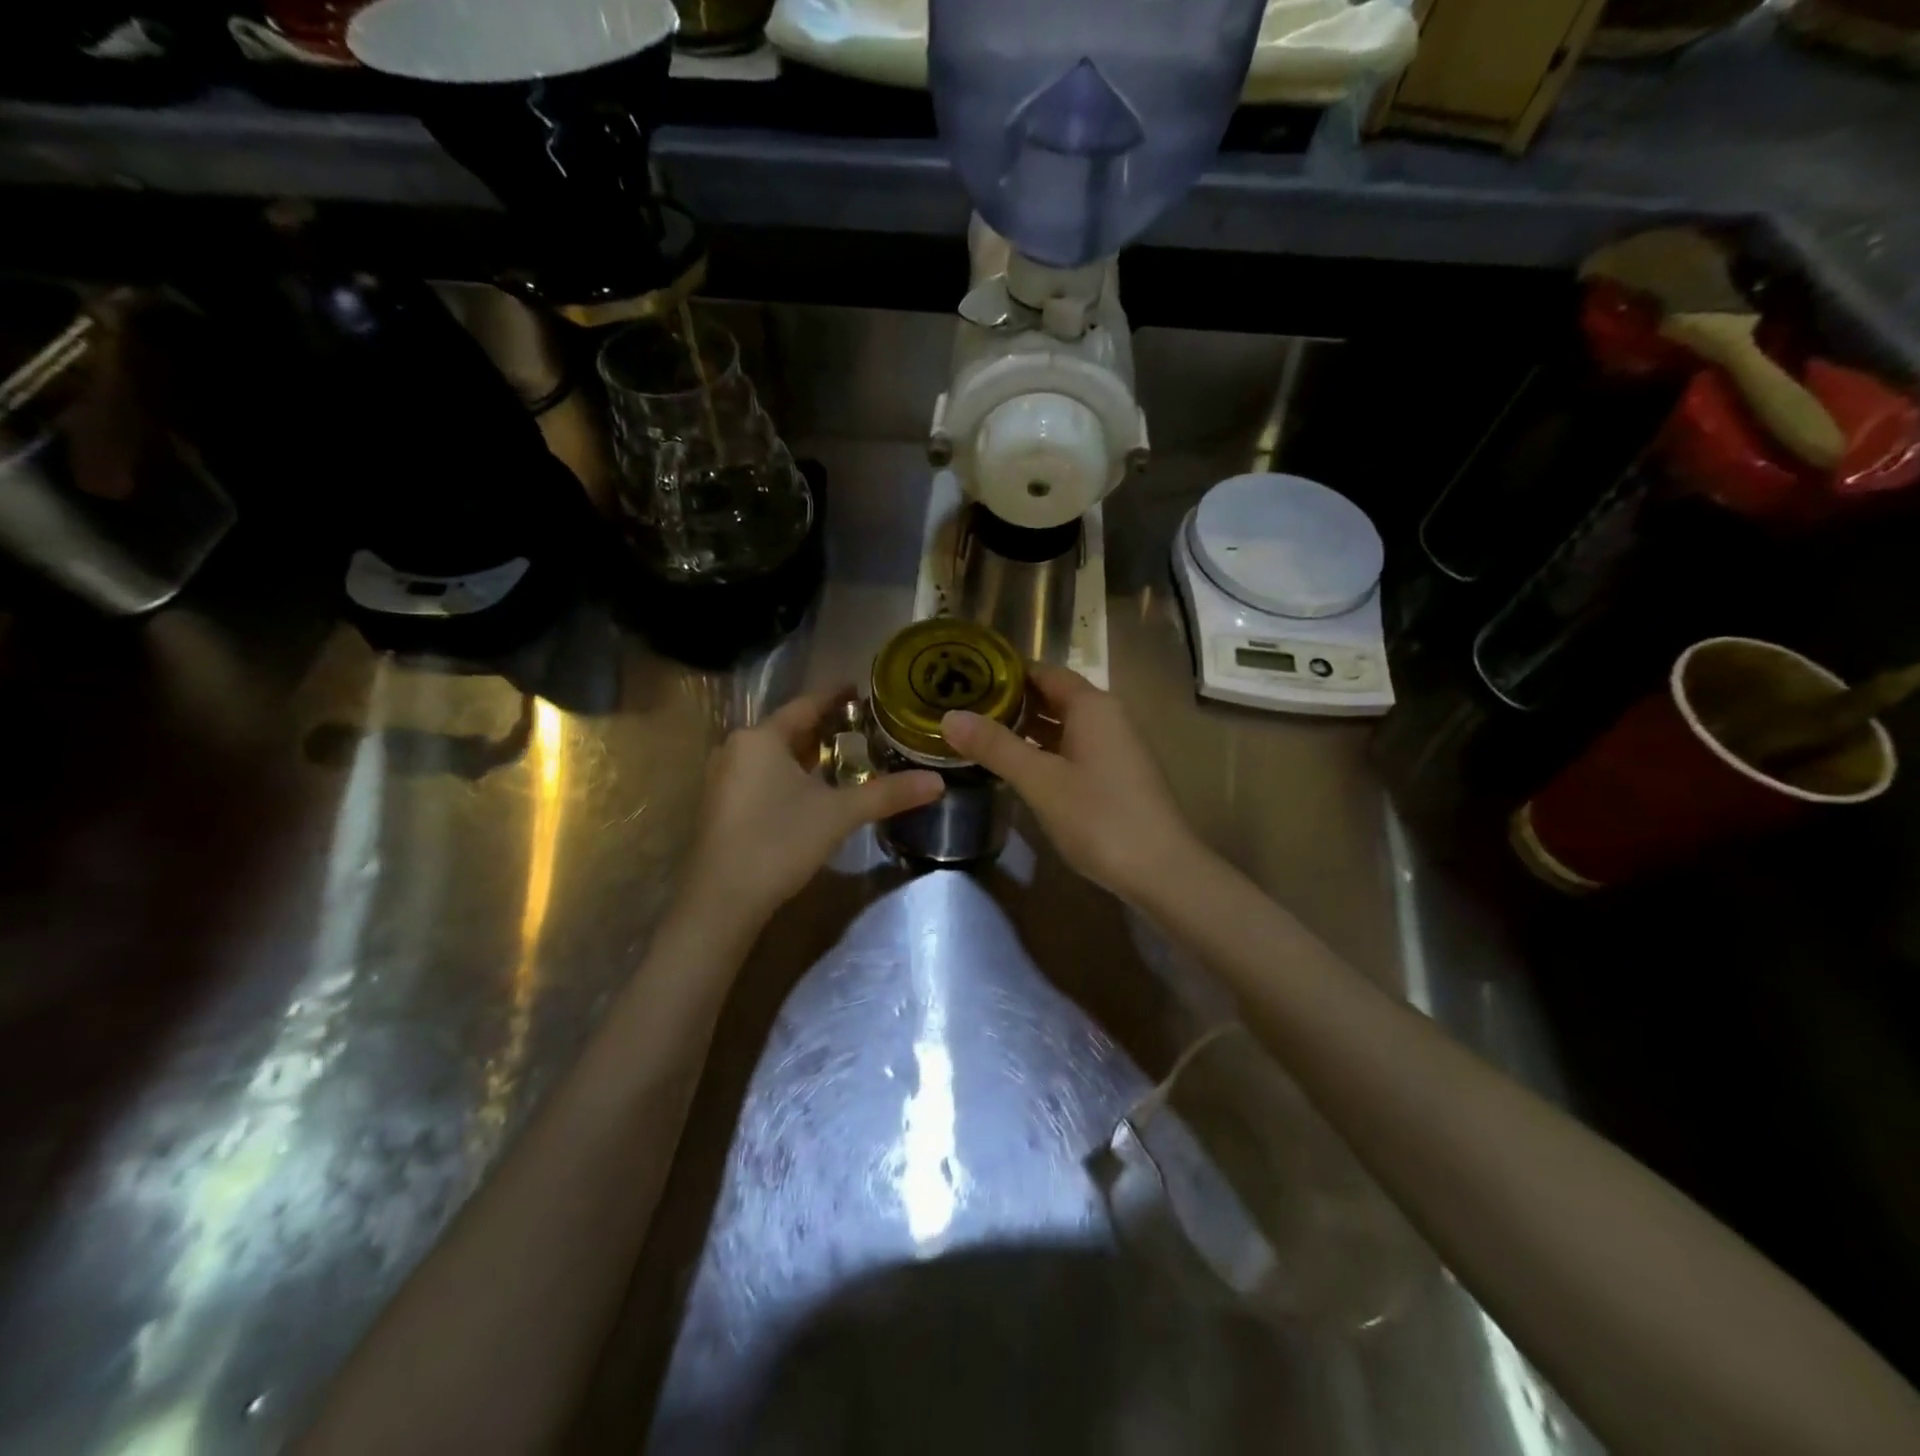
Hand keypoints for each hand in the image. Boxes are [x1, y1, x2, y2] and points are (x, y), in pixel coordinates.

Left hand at [681, 689, 943, 924]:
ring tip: (845, 756)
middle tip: (864, 727)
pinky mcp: (721, 806)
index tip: (862, 688)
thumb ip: (888, 794)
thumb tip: (938, 781)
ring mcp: (723, 778)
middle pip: (789, 729)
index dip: (836, 696)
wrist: (722, 901)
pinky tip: (812, 790)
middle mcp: (736, 748)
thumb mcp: (839, 814)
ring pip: (774, 755)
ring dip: (807, 754)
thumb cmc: (779, 842)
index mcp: (761, 737)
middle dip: (825, 728)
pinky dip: (789, 774)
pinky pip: (761, 775)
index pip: (806, 704)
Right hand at [941, 664, 1205, 902]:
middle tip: (964, 708)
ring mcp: (1115, 746)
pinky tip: (1018, 766)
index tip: (965, 678)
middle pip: (1054, 696)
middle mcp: (1107, 716)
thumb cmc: (1099, 817)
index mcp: (1092, 705)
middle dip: (1011, 700)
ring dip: (1027, 727)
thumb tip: (949, 716)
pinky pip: (1074, 748)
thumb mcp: (1040, 780)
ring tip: (981, 734)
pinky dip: (1045, 749)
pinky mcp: (1117, 774)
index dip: (1005, 672)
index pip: (1043, 671)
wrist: (1161, 870)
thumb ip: (995, 746)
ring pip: (1063, 724)